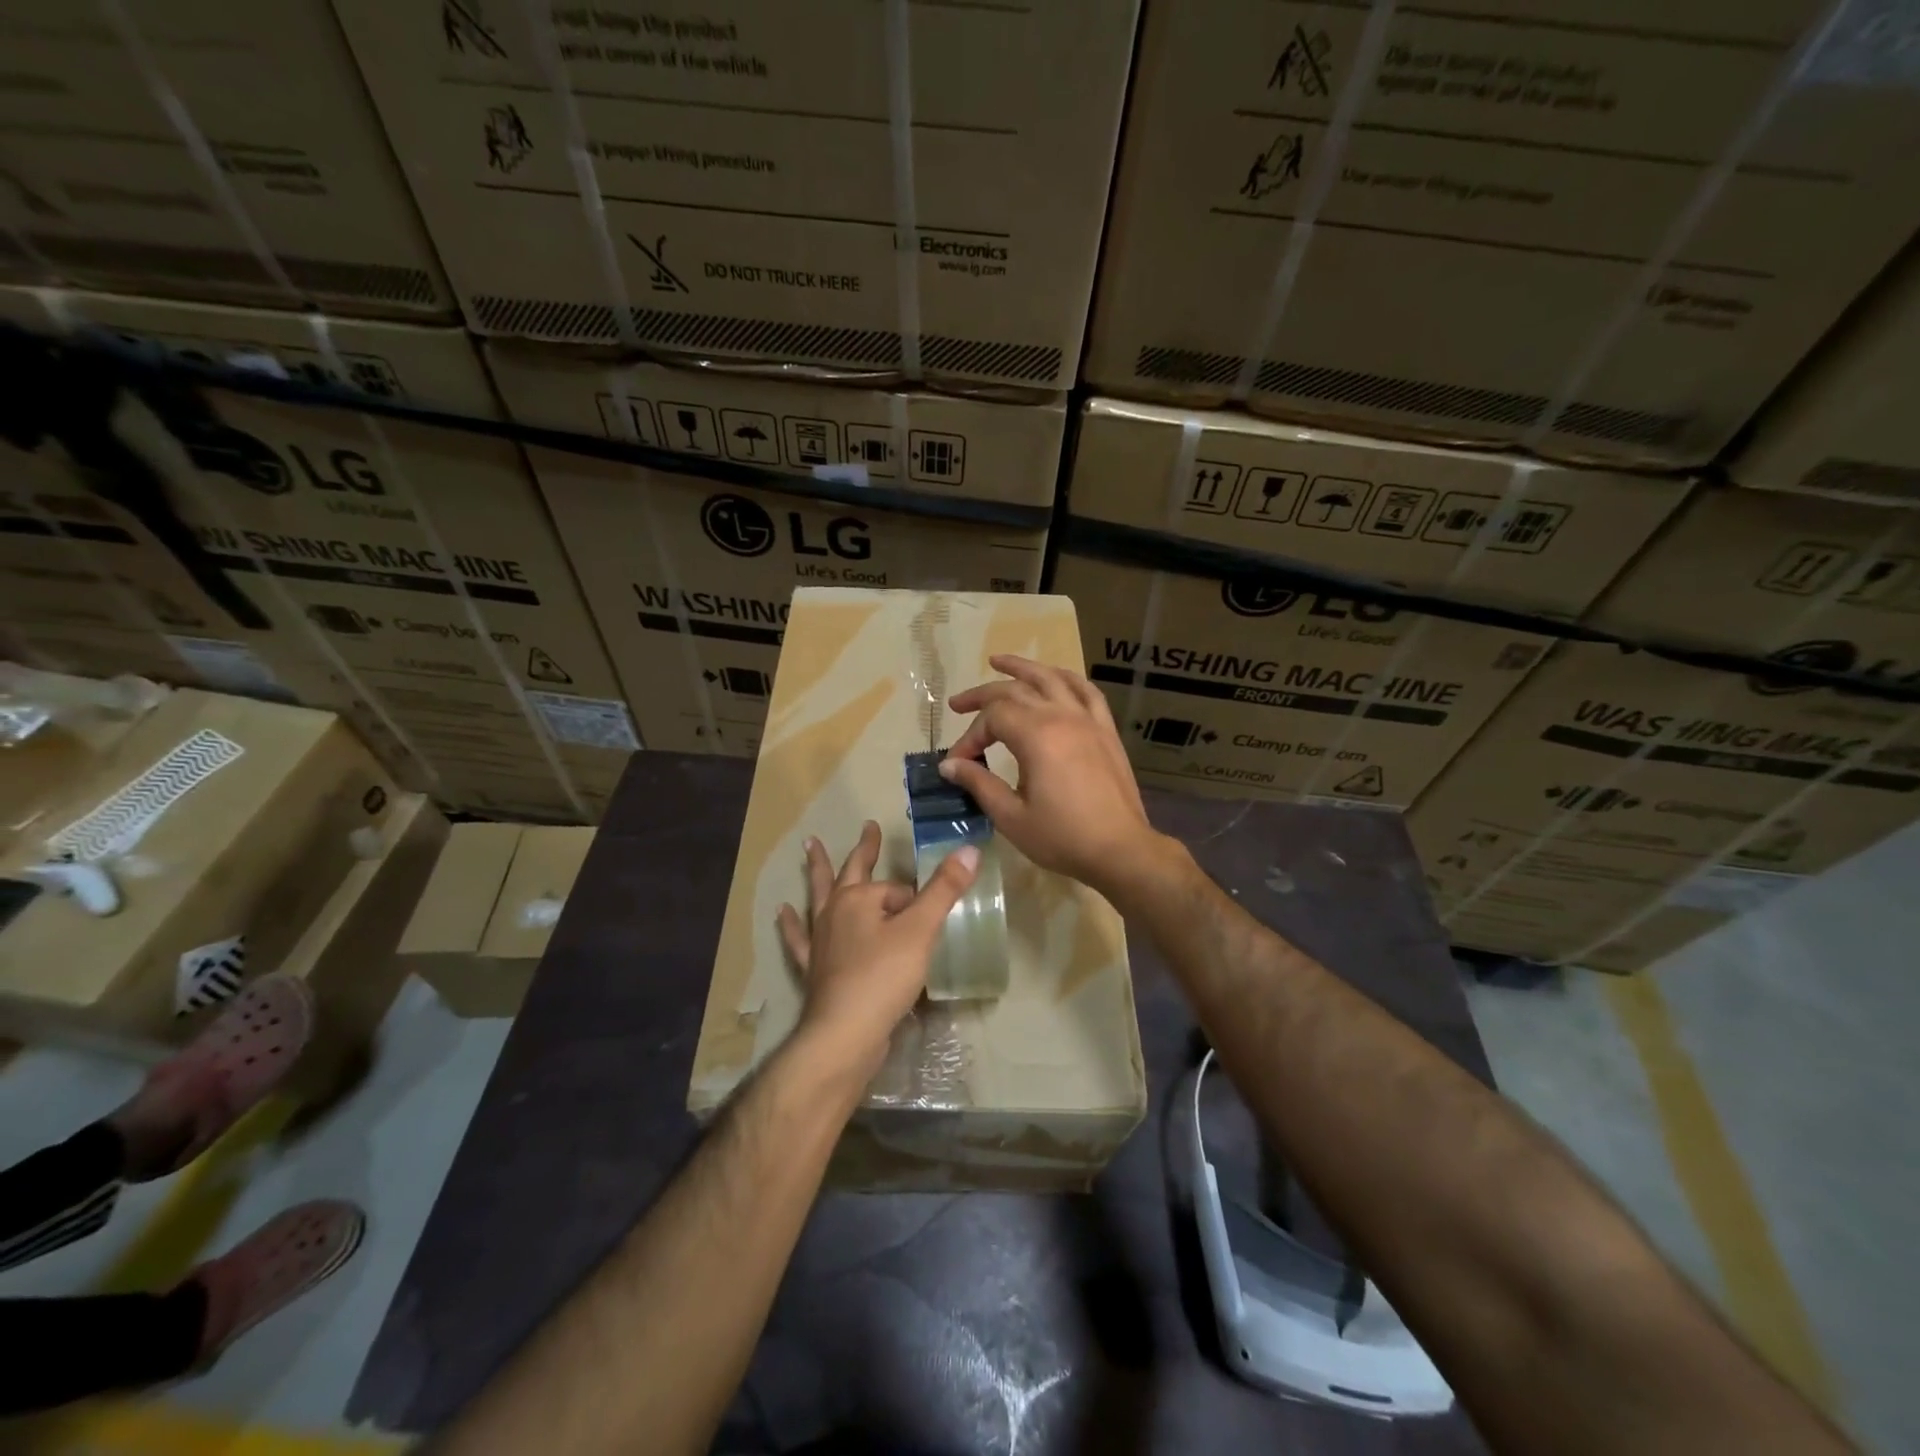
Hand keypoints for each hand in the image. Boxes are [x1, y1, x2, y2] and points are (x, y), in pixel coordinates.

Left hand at [776, 821, 979, 1081]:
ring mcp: (820, 939)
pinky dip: (792, 925)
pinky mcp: (814, 968)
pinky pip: (800, 939)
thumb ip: (944, 890)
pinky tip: (782, 913)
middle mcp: (835, 912)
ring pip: (820, 897)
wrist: (845, 1034)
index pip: (897, 890)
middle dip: (863, 850)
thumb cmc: (884, 978)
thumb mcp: (921, 930)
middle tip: (867, 827)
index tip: (929, 921)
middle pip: (850, 873)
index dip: (917, 902)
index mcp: (859, 899)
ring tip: (809, 848)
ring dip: (817, 872)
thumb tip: (968, 850)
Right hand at [940, 655, 1167, 896]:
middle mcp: (1061, 717)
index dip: (969, 736)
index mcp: (1036, 736)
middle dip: (982, 696)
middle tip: (957, 704)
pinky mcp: (1105, 730)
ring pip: (1051, 678)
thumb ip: (979, 784)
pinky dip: (1065, 678)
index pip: (992, 719)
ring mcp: (1087, 720)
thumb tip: (949, 765)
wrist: (1121, 850)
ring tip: (998, 661)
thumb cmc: (1062, 837)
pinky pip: (1086, 691)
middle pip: (1015, 690)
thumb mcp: (1011, 816)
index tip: (958, 763)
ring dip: (1022, 667)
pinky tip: (1054, 676)